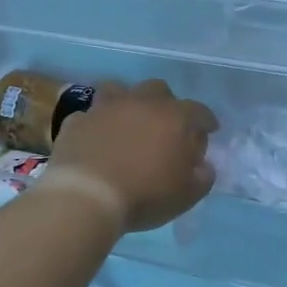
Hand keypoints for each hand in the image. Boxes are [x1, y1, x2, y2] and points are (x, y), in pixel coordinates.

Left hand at [46, 79, 217, 232]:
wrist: (85, 197)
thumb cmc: (144, 195)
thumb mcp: (187, 195)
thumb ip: (202, 175)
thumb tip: (203, 165)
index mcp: (174, 117)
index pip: (199, 111)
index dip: (206, 121)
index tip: (209, 131)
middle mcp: (141, 103)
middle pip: (158, 90)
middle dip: (165, 104)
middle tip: (165, 127)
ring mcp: (105, 108)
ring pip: (119, 89)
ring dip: (127, 102)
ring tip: (127, 122)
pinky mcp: (77, 121)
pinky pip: (89, 115)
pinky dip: (95, 123)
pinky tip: (95, 138)